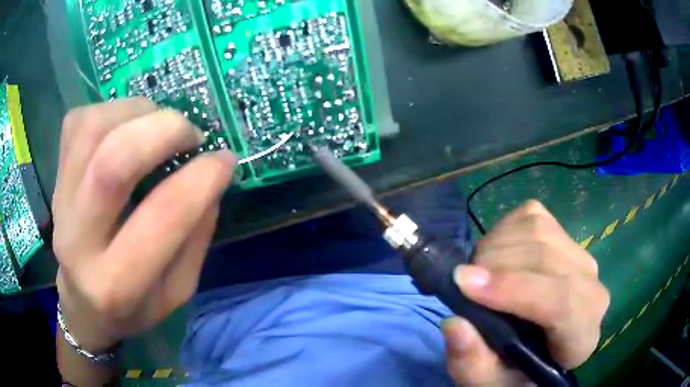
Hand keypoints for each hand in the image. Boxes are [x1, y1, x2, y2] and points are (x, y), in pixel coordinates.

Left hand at [53, 98, 236, 352]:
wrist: (82, 303)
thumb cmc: (132, 307)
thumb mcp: (177, 292)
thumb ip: (195, 238)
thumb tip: (211, 177)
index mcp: (118, 284)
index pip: (162, 216)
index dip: (202, 178)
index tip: (225, 160)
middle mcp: (79, 240)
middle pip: (114, 162)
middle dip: (164, 131)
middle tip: (190, 134)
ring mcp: (61, 202)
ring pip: (93, 129)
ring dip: (137, 112)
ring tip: (158, 124)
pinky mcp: (55, 177)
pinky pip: (78, 122)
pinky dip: (110, 110)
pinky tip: (126, 126)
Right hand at [443, 200, 608, 385]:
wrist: (538, 347)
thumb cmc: (516, 370)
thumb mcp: (487, 382)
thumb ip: (471, 364)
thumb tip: (454, 323)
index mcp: (581, 336)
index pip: (562, 301)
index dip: (514, 289)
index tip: (464, 284)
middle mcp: (592, 289)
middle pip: (547, 258)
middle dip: (495, 265)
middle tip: (462, 283)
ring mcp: (581, 255)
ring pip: (537, 230)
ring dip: (495, 247)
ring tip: (478, 273)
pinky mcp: (565, 233)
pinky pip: (531, 216)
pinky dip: (502, 231)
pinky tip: (495, 257)